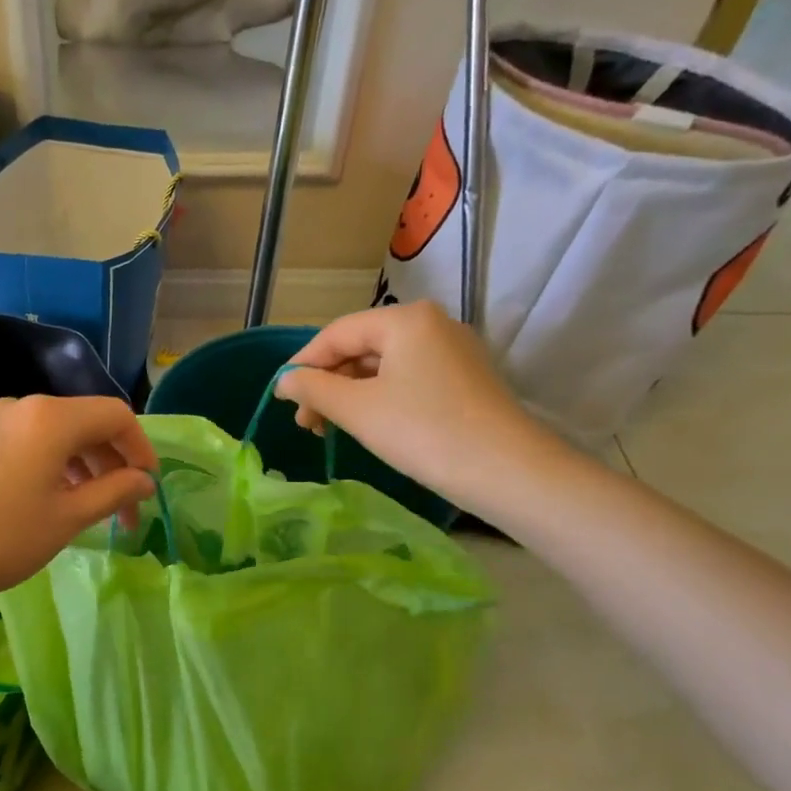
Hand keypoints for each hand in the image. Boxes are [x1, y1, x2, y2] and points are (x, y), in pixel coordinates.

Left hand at [0, 394, 157, 608]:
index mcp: (51, 417)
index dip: (141, 449)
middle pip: (86, 422)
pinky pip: (29, 441)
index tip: (148, 488)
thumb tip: (143, 480)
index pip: (115, 416)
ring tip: (90, 510)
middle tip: (124, 511)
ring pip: (57, 434)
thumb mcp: (65, 519)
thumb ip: (113, 492)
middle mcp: (23, 405)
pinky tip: (52, 500)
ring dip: (84, 466)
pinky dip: (53, 465)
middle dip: (113, 463)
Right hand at [274, 301, 568, 512]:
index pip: (337, 333)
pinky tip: (367, 424)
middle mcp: (432, 324)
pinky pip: (408, 378)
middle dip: (328, 383)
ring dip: (350, 393)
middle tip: (306, 421)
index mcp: (405, 319)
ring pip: (384, 365)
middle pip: (361, 347)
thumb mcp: (357, 409)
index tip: (282, 397)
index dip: (303, 364)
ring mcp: (453, 350)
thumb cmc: (423, 431)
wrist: (508, 471)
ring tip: (330, 428)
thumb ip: (313, 388)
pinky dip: (379, 398)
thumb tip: (284, 380)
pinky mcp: (465, 378)